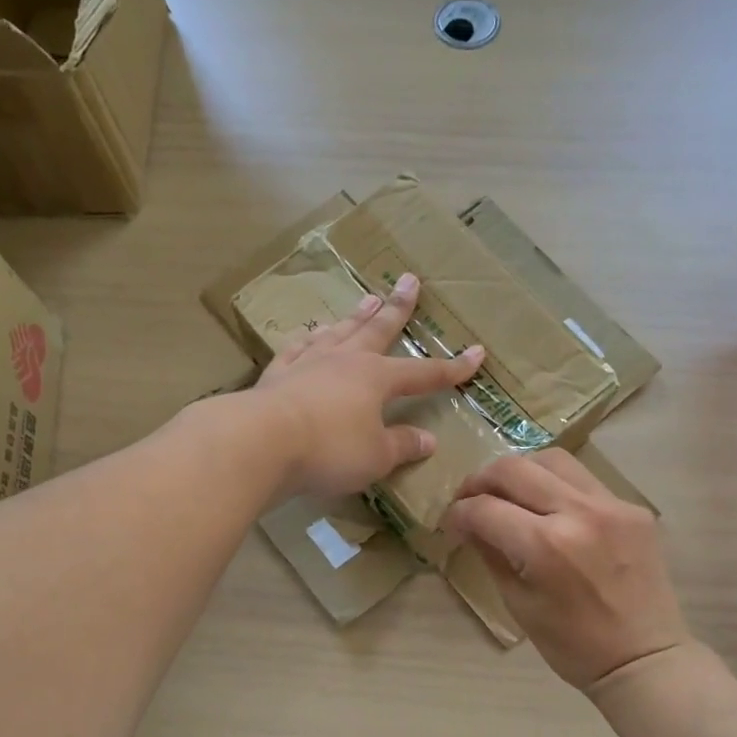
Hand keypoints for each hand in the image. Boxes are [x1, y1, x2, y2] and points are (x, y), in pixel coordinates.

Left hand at [252, 272, 485, 498]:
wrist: (260, 441)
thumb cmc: (329, 449)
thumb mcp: (376, 456)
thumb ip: (401, 446)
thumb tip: (428, 439)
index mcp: (376, 378)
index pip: (423, 373)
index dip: (451, 367)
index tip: (476, 353)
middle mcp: (344, 361)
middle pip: (377, 329)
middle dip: (398, 308)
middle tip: (409, 280)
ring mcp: (308, 363)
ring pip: (338, 332)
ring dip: (355, 316)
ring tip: (367, 298)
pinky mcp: (276, 375)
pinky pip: (296, 349)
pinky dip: (306, 340)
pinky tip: (308, 334)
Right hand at [441, 449, 692, 692]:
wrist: (646, 659)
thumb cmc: (574, 645)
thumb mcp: (519, 603)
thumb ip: (491, 554)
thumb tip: (468, 524)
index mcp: (545, 546)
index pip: (485, 508)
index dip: (458, 514)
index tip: (451, 525)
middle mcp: (579, 513)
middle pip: (514, 469)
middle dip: (481, 481)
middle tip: (471, 500)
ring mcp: (611, 505)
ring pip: (552, 459)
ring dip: (521, 472)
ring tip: (510, 494)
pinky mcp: (633, 507)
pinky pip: (583, 479)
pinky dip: (557, 486)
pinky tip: (550, 508)